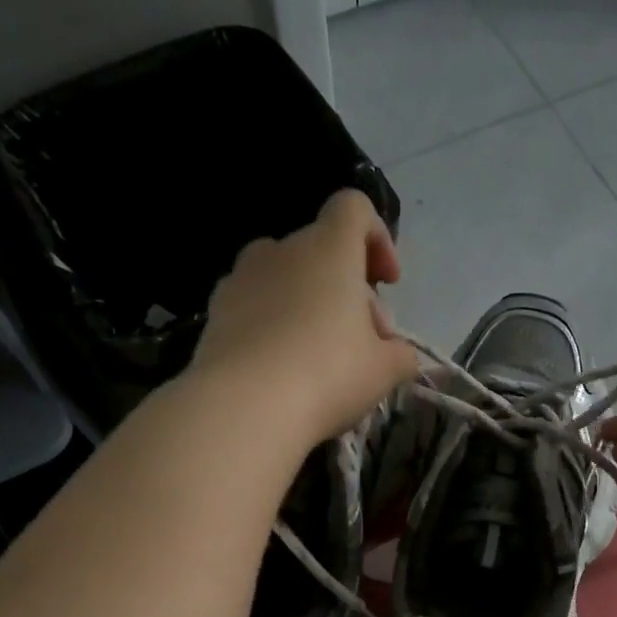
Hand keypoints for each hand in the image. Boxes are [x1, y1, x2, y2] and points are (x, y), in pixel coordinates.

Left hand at [189, 189, 418, 444]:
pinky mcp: (215, 312)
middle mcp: (282, 250)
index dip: (377, 238)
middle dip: (348, 290)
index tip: (387, 282)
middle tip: (364, 342)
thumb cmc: (328, 375)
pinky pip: (256, 306)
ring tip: (320, 356)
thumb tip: (398, 353)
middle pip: (322, 252)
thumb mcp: (385, 370)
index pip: (354, 209)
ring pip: (286, 278)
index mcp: (329, 249)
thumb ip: (401, 354)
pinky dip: (274, 325)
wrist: (244, 407)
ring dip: (309, 305)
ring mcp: (241, 278)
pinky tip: (282, 369)